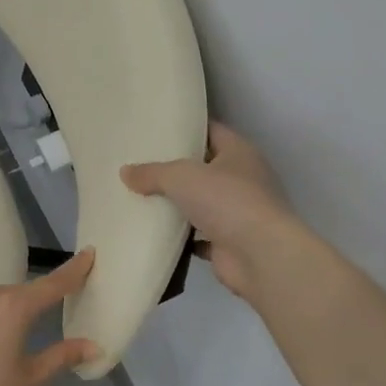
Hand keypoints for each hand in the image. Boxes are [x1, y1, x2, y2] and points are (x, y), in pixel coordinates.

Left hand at [0, 251, 99, 385]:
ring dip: (1, 315)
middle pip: (17, 294)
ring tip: (4, 346)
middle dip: (32, 304)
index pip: (51, 284)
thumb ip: (61, 356)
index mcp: (11, 307)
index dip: (73, 270)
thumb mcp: (30, 381)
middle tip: (43, 324)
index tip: (89, 254)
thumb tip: (93, 346)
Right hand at [122, 122, 300, 300]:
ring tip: (142, 198)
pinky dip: (183, 237)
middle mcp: (244, 179)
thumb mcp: (181, 176)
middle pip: (205, 168)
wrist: (260, 255)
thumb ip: (152, 172)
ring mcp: (239, 213)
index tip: (158, 130)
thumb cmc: (227, 201)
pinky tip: (157, 234)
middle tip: (141, 165)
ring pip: (203, 204)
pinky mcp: (230, 243)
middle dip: (177, 169)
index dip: (187, 129)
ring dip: (179, 205)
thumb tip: (125, 172)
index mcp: (239, 153)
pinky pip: (200, 237)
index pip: (211, 131)